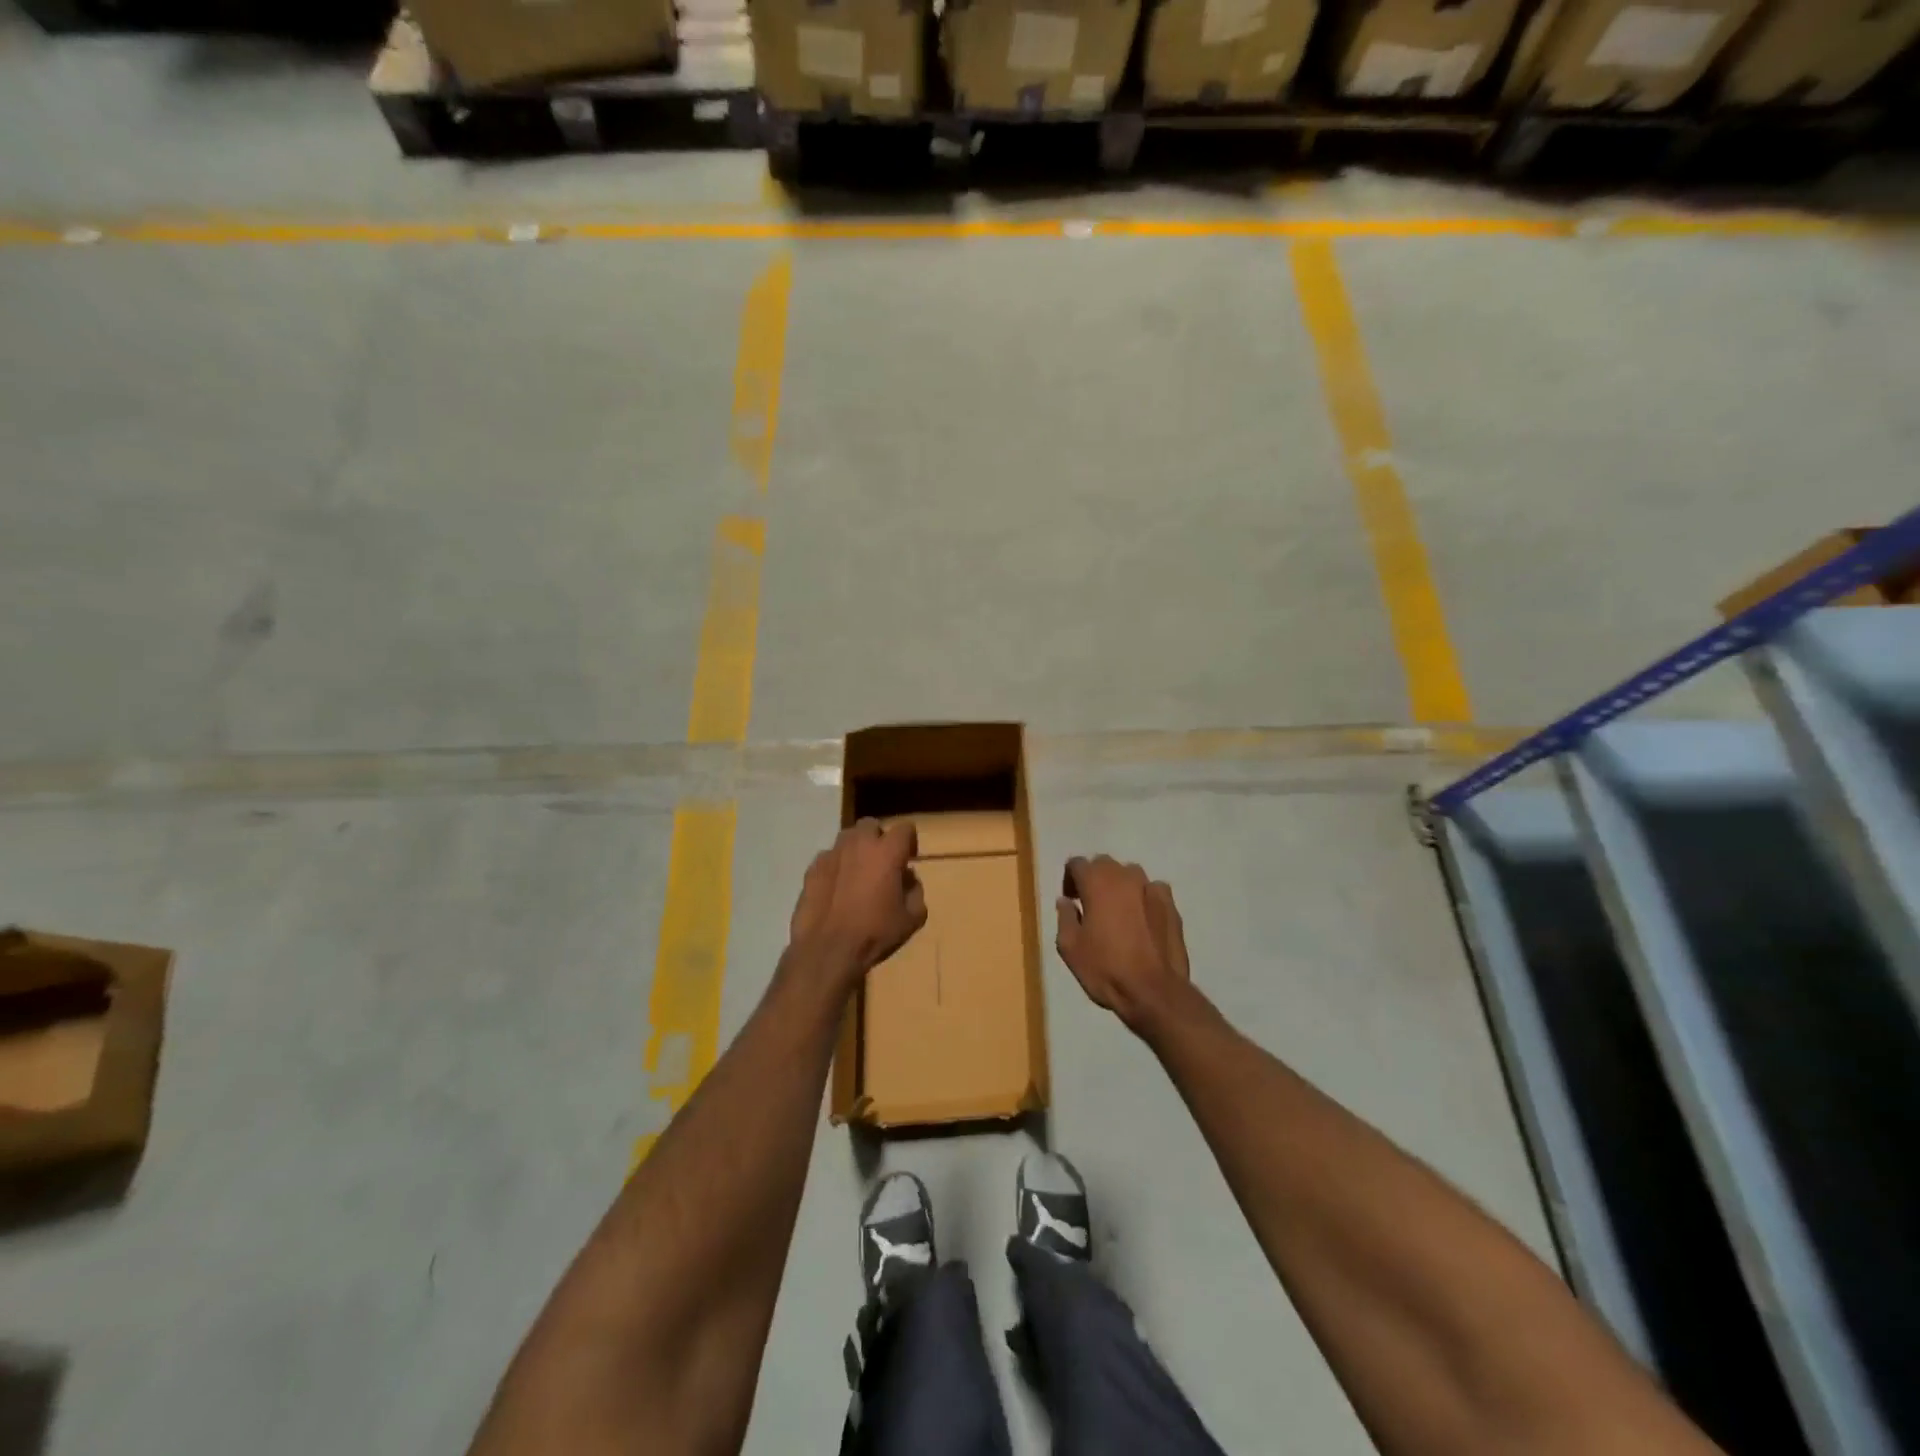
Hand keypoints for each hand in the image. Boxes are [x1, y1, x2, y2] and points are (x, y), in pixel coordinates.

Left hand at [788, 819, 927, 987]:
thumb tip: (908, 878)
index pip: (905, 828)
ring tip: (857, 872)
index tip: (908, 857)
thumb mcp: (912, 919)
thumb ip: (916, 891)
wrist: (827, 950)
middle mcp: (859, 844)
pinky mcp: (812, 868)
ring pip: (847, 838)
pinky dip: (836, 865)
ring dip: (856, 849)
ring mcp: (832, 854)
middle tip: (881, 862)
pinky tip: (836, 887)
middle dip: (879, 838)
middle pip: (871, 825)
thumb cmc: (875, 933)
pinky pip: (829, 857)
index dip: (909, 841)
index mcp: (887, 852)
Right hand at [1056, 856, 1191, 1030]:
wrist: (1153, 991)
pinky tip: (1142, 919)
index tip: (1070, 900)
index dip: (1069, 879)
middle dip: (1094, 879)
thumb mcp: (1069, 947)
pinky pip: (1152, 890)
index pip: (1077, 863)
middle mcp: (1124, 876)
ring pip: (1130, 875)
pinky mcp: (1171, 904)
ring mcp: (1151, 887)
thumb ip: (1065, 917)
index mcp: (1096, 882)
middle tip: (1090, 905)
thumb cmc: (1105, 968)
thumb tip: (1066, 901)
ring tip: (1118, 913)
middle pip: (1104, 864)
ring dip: (1120, 886)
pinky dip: (1143, 898)